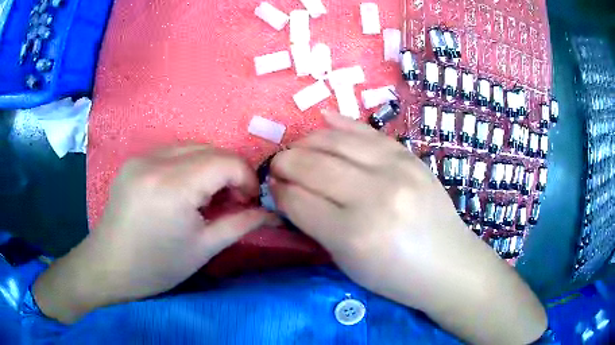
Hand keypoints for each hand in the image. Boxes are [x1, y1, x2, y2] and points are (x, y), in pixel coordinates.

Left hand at [34, 145, 271, 322]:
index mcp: (172, 186)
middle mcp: (155, 161)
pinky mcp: (134, 161)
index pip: (225, 162)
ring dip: (210, 167)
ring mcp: (141, 157)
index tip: (249, 202)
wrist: (109, 267)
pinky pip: (172, 152)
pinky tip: (185, 190)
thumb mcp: (202, 250)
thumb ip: (240, 225)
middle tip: (233, 201)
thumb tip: (271, 214)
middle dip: (230, 172)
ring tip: (208, 197)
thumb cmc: (155, 267)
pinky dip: (189, 165)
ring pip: (191, 147)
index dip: (246, 178)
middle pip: (210, 149)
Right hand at [270, 113, 545, 344]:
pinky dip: (340, 124)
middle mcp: (374, 196)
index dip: (279, 191)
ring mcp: (396, 170)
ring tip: (297, 148)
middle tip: (277, 166)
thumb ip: (316, 225)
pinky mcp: (410, 157)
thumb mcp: (348, 262)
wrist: (447, 264)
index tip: (273, 188)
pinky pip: (367, 132)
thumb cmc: (396, 276)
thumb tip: (289, 193)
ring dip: (306, 142)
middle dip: (285, 162)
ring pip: (335, 141)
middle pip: (312, 165)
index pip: (298, 200)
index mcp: (354, 234)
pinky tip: (323, 119)